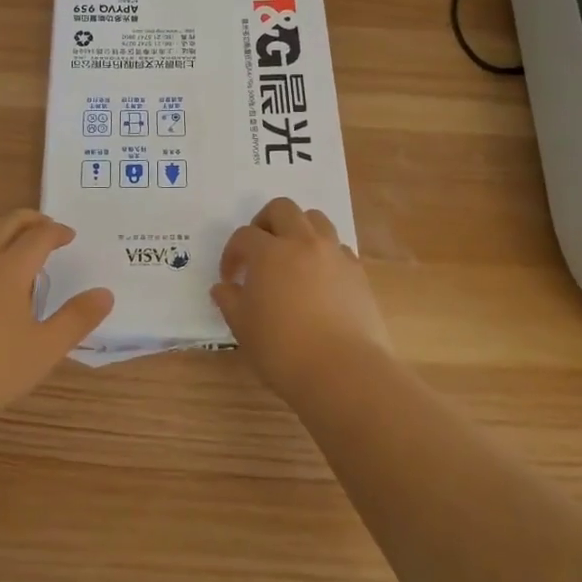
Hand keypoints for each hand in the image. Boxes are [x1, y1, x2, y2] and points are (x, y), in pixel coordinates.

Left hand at [0, 210, 113, 430]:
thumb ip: (75, 321)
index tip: (68, 235)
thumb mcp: (40, 352)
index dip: (57, 231)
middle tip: (42, 225)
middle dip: (28, 220)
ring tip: (3, 232)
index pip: (39, 236)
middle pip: (6, 223)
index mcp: (10, 270)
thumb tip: (105, 293)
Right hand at [210, 197, 391, 399]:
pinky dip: (325, 254)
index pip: (244, 236)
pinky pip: (338, 248)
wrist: (343, 372)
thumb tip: (223, 287)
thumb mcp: (243, 327)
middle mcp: (303, 242)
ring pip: (316, 220)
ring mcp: (334, 255)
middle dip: (265, 222)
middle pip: (282, 209)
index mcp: (269, 252)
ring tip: (291, 257)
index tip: (230, 278)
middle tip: (259, 250)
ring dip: (299, 230)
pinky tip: (319, 280)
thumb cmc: (283, 350)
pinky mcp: (358, 273)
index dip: (232, 254)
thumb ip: (229, 301)